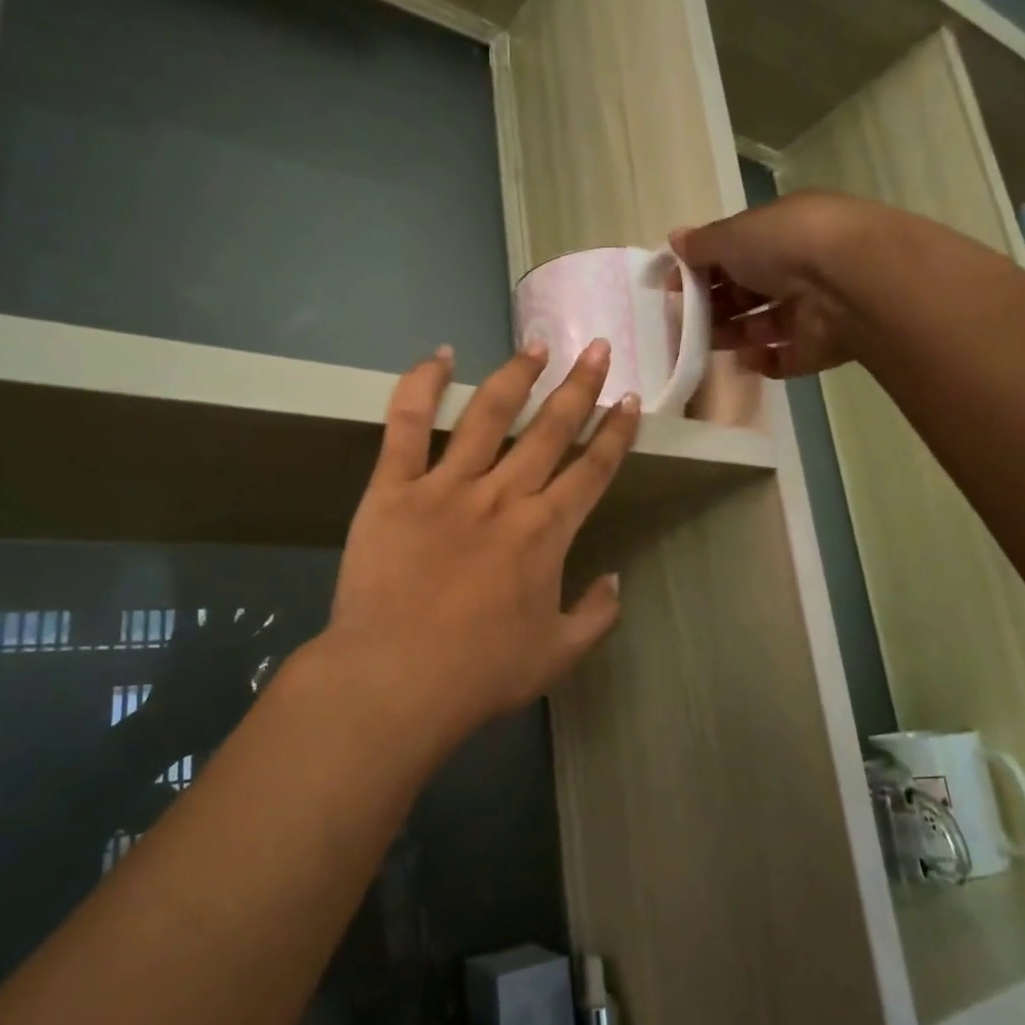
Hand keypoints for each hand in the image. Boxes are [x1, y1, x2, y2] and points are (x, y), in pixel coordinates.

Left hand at [313, 338, 639, 746]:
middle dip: (580, 386)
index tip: (629, 400)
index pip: (592, 469)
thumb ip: (596, 615)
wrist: (396, 678)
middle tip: (597, 348)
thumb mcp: (557, 654)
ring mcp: (447, 485)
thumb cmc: (480, 672)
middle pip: (551, 429)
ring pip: (490, 413)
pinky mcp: (395, 487)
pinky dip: (421, 385)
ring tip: (536, 345)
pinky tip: (439, 356)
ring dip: (517, 375)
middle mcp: (504, 495)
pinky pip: (406, 424)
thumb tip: (615, 578)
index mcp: (546, 532)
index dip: (616, 432)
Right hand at [671, 190, 884, 377]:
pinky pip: (785, 357)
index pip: (736, 249)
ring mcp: (813, 308)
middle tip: (682, 320)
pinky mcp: (821, 345)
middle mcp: (800, 266)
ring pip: (762, 324)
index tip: (673, 285)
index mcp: (783, 230)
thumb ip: (701, 243)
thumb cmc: (786, 245)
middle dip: (713, 304)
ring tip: (703, 343)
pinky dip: (763, 360)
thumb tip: (675, 240)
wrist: (851, 282)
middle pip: (747, 289)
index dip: (702, 267)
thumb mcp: (733, 234)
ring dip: (732, 333)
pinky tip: (744, 359)